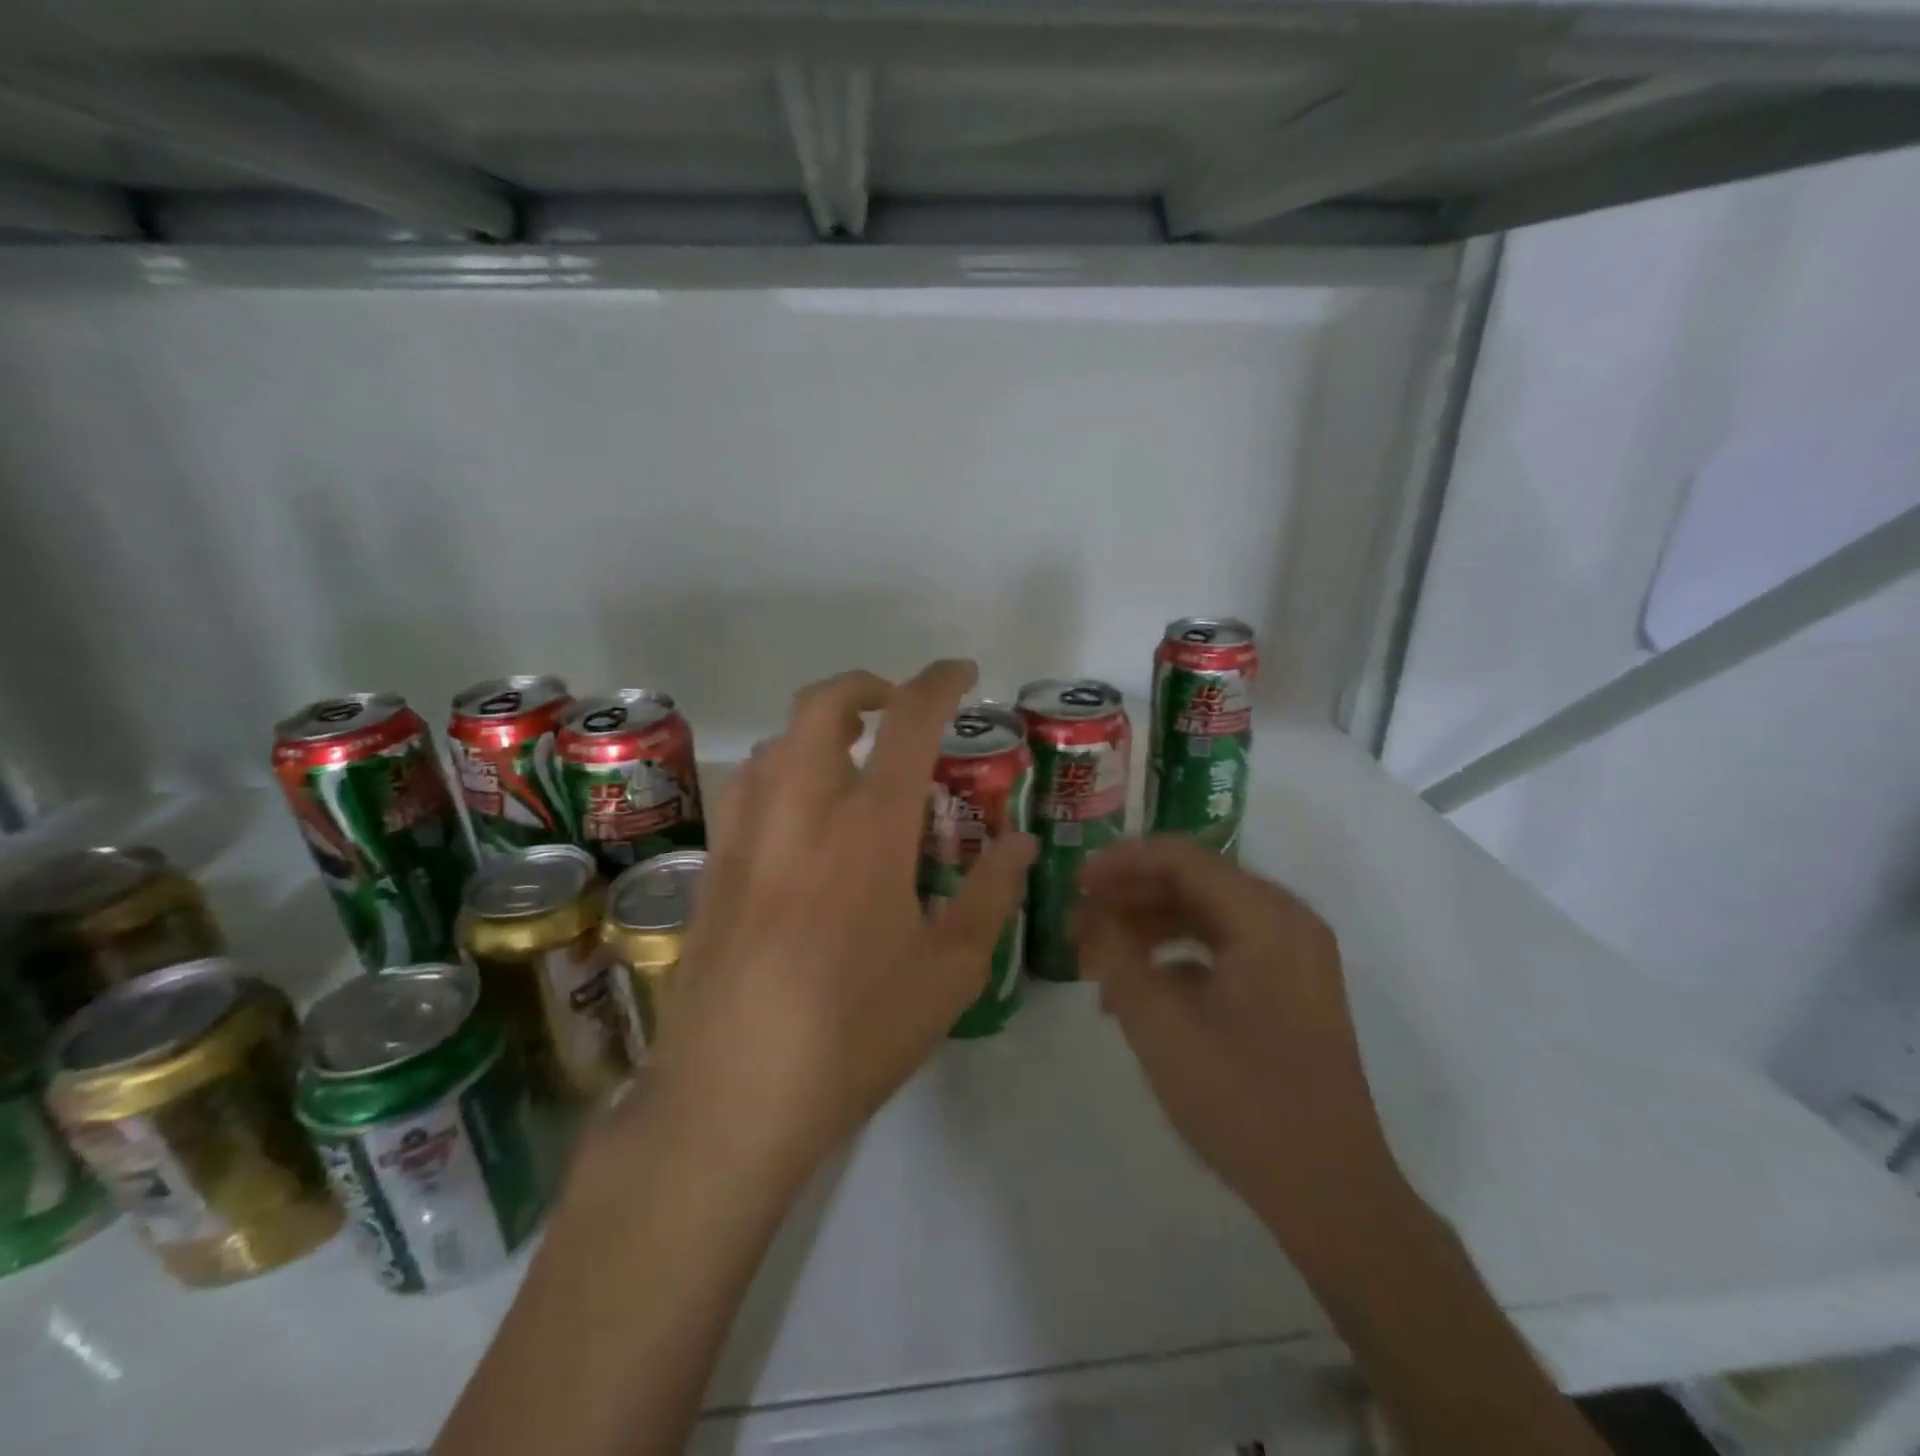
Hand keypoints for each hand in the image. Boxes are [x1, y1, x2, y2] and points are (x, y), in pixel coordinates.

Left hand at [643, 660, 1036, 1193]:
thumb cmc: (856, 1032)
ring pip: (778, 743)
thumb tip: (1019, 841)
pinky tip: (802, 823)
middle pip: (822, 705)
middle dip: (864, 686)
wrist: (733, 1096)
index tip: (962, 674)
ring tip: (854, 764)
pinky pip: (749, 789)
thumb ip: (991, 894)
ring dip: (819, 731)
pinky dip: (783, 773)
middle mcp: (802, 810)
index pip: (908, 722)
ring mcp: (747, 835)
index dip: (939, 683)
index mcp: (869, 828)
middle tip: (897, 710)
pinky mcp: (714, 868)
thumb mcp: (950, 972)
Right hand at [1076, 836, 1402, 1250]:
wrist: (1329, 1191)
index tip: (1075, 881)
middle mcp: (1285, 921)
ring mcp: (1294, 957)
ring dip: (1148, 928)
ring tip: (1097, 957)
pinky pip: (1224, 950)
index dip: (1121, 862)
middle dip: (1130, 897)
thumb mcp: (1158, 1023)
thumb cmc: (1241, 1098)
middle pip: (1194, 882)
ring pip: (1206, 916)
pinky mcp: (1291, 990)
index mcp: (1264, 916)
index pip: (1181, 857)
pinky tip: (1136, 990)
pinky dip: (1176, 958)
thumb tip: (1088, 915)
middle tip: (1079, 920)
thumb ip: (1115, 955)